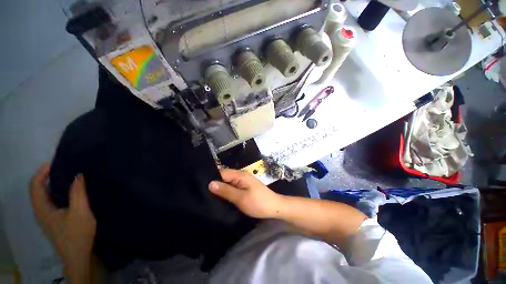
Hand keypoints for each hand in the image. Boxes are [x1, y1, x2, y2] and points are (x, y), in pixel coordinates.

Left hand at [29, 164, 95, 281]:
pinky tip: (68, 190)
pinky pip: (50, 199)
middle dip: (46, 175)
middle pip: (37, 188)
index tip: (55, 162)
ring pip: (43, 194)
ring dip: (51, 183)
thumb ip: (78, 193)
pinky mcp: (54, 218)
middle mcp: (41, 210)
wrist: (78, 254)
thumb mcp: (80, 211)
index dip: (42, 172)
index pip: (35, 185)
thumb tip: (78, 175)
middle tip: (63, 167)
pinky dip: (56, 191)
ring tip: (67, 176)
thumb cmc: (77, 233)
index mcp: (43, 208)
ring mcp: (47, 215)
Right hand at [209, 169, 283, 218]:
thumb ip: (226, 190)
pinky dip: (227, 191)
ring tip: (210, 197)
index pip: (221, 172)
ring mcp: (244, 181)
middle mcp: (241, 175)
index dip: (212, 179)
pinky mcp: (245, 187)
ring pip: (228, 182)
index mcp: (240, 175)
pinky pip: (233, 186)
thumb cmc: (258, 203)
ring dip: (221, 189)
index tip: (201, 188)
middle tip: (204, 195)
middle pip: (224, 177)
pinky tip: (222, 198)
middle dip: (216, 184)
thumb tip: (210, 183)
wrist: (274, 207)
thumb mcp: (240, 198)